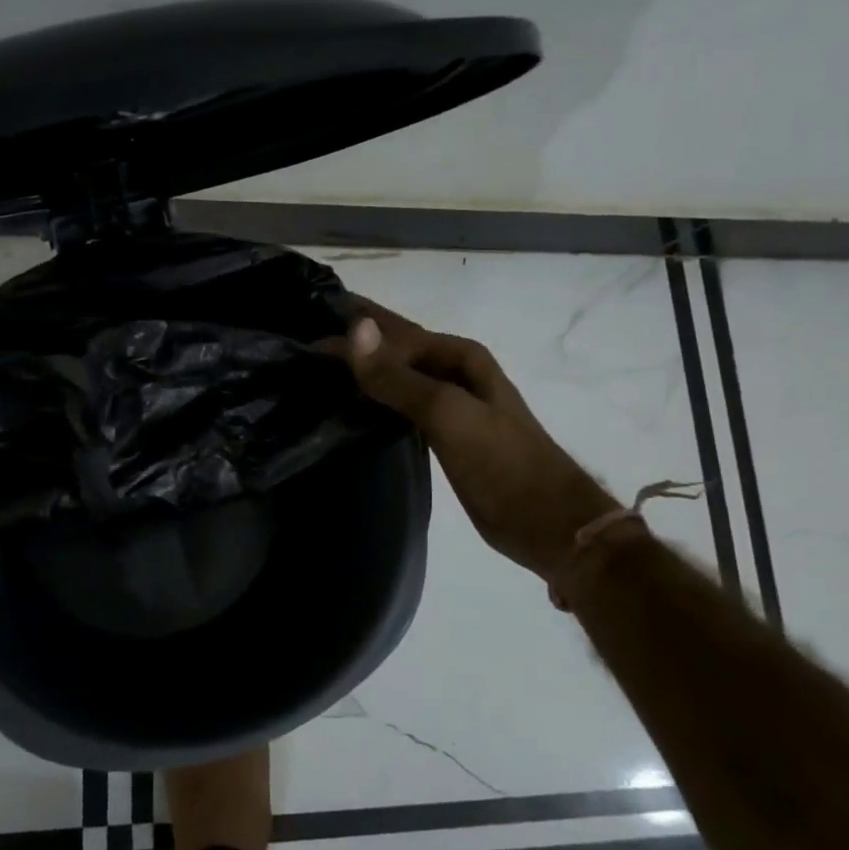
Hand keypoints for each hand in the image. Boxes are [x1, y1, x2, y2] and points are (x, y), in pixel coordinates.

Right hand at [331, 301, 616, 575]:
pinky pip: (398, 407)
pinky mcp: (442, 436)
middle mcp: (453, 372)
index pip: (393, 330)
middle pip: (393, 349)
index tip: (304, 326)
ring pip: (394, 378)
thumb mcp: (448, 414)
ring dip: (360, 372)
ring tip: (312, 371)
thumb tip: (354, 328)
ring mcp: (449, 405)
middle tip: (300, 343)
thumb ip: (398, 376)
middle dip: (352, 342)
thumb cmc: (503, 464)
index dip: (352, 324)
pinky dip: (373, 402)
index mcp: (459, 356)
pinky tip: (347, 408)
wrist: (548, 524)